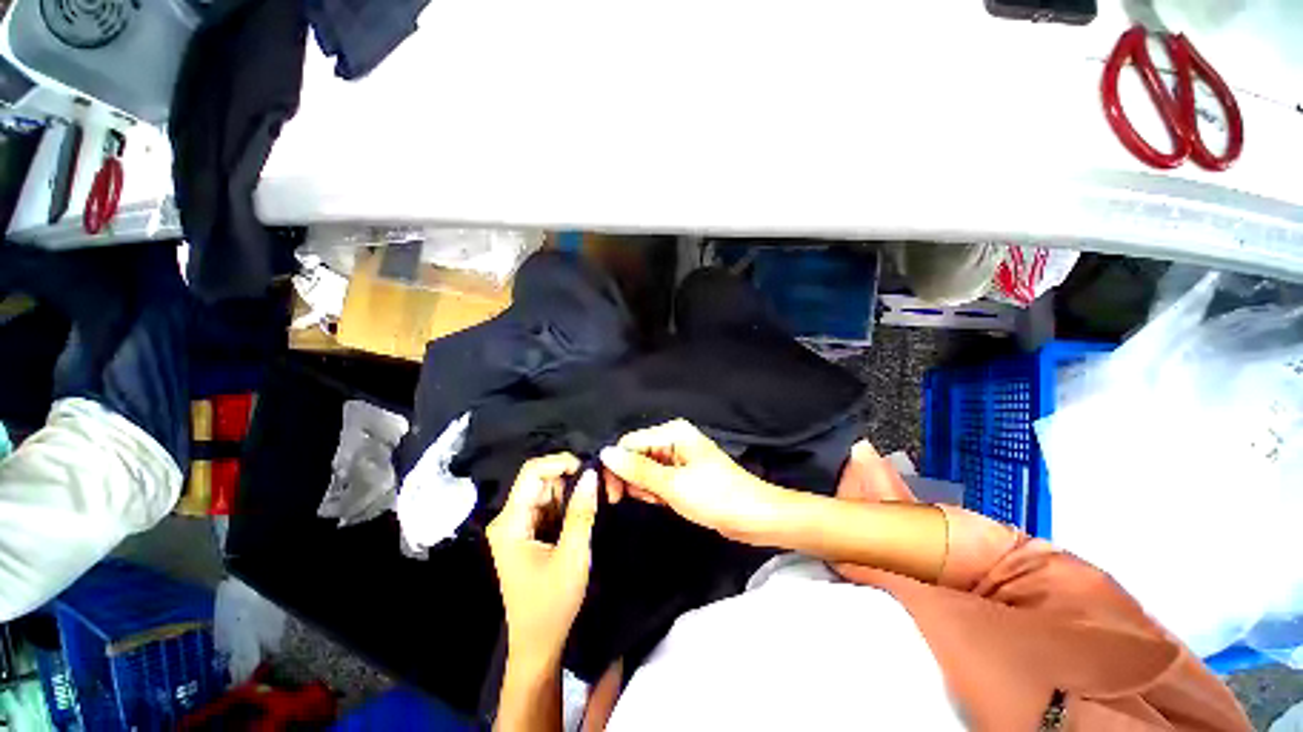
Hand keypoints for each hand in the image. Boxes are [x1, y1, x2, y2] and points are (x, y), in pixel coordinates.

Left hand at [486, 454, 597, 664]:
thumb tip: (591, 473)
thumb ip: (581, 511)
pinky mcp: (528, 534)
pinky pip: (550, 507)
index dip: (561, 463)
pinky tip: (585, 513)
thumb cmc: (552, 604)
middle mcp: (509, 519)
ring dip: (573, 493)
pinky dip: (569, 506)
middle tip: (601, 488)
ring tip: (597, 501)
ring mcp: (518, 526)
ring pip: (548, 492)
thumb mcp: (573, 555)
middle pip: (541, 480)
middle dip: (571, 479)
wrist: (539, 645)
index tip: (589, 470)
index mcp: (511, 522)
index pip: (532, 472)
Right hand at [600, 419, 789, 542]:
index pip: (630, 443)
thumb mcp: (672, 485)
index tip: (613, 495)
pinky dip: (656, 491)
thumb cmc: (715, 497)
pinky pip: (658, 478)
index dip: (617, 466)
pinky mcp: (683, 473)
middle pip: (636, 454)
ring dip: (645, 487)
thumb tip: (605, 453)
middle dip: (634, 478)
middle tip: (646, 499)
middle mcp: (674, 439)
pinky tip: (665, 501)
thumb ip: (637, 469)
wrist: (755, 517)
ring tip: (660, 500)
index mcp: (673, 432)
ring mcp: (679, 456)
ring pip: (646, 469)